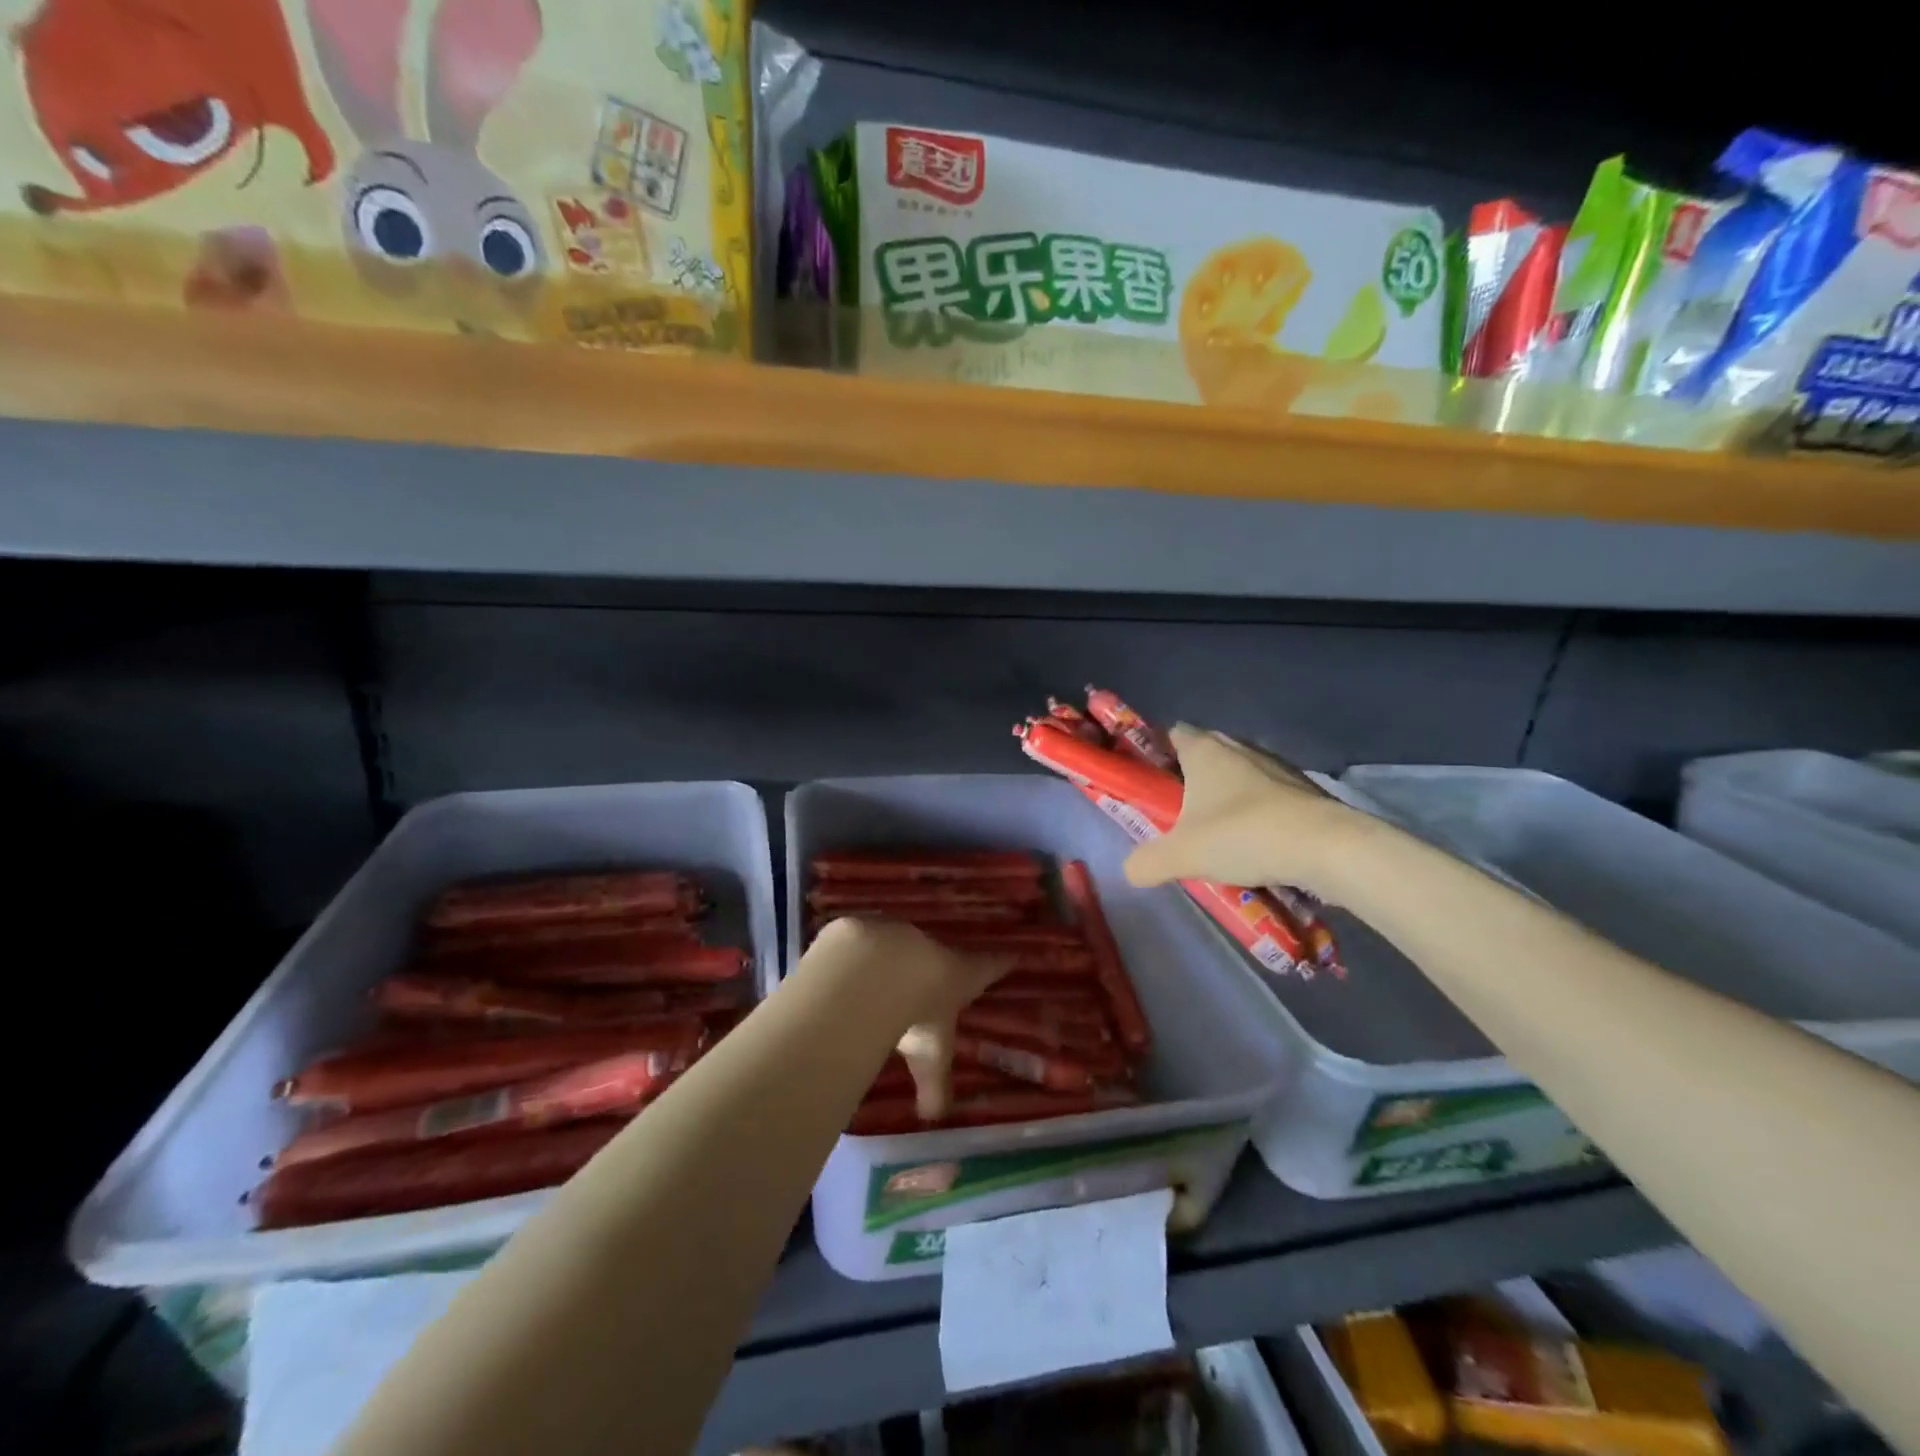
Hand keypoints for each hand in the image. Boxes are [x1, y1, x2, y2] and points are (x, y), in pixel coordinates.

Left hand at [811, 917, 1010, 1119]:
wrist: (875, 970)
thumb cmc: (916, 1014)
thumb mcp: (930, 1056)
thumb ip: (933, 1085)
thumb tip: (933, 1117)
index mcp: (960, 974)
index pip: (990, 966)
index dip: (1000, 963)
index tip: (1013, 955)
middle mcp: (932, 946)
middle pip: (941, 951)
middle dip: (935, 964)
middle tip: (930, 975)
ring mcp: (897, 931)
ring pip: (900, 942)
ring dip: (894, 957)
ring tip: (884, 973)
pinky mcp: (863, 927)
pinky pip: (864, 940)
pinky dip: (858, 953)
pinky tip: (848, 967)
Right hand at [1121, 724, 1367, 898]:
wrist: (1327, 847)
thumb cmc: (1243, 836)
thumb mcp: (1181, 855)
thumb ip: (1147, 862)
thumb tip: (1131, 870)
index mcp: (1204, 750)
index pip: (1174, 733)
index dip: (1159, 753)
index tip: (1152, 782)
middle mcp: (1239, 747)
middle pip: (1206, 754)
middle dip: (1193, 780)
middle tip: (1180, 815)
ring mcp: (1276, 766)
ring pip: (1240, 776)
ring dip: (1229, 799)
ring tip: (1220, 836)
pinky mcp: (1305, 790)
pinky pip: (1270, 796)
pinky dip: (1260, 814)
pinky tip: (1258, 845)